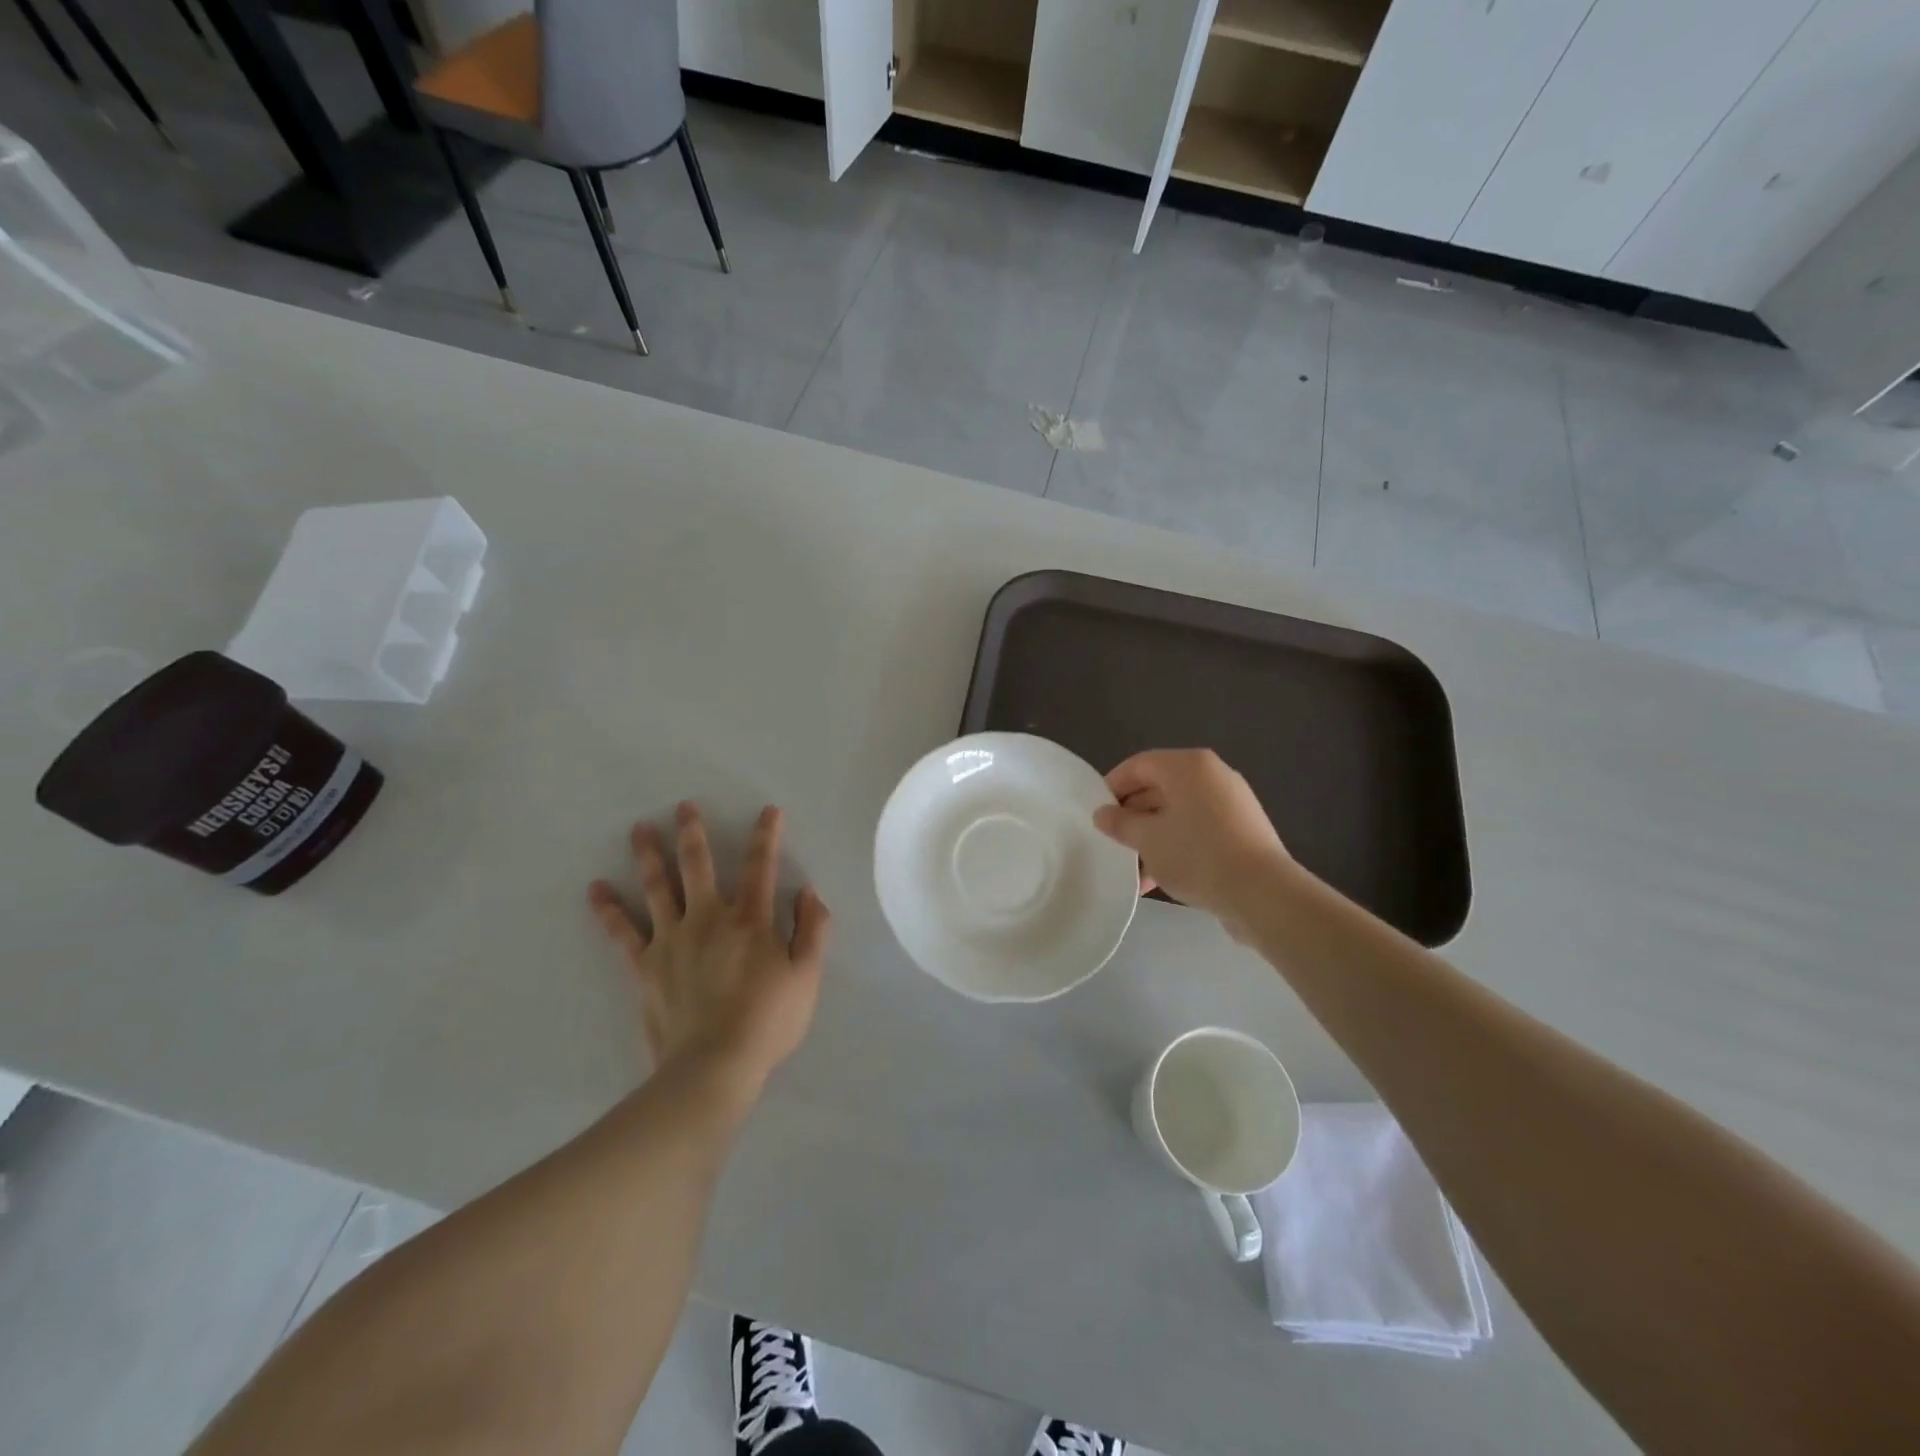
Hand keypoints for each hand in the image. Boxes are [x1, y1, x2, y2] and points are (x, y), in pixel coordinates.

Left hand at [588, 802, 829, 1096]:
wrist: (714, 1066)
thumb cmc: (768, 1021)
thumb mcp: (807, 977)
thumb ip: (812, 930)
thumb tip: (808, 892)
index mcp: (750, 919)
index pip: (760, 866)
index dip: (766, 836)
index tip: (768, 811)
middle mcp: (708, 918)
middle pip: (698, 866)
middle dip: (693, 833)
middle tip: (683, 807)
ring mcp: (671, 940)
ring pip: (657, 887)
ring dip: (648, 855)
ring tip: (639, 829)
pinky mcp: (645, 966)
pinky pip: (622, 932)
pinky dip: (608, 910)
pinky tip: (596, 890)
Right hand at [1093, 750, 1291, 933]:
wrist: (1262, 893)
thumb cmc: (1196, 855)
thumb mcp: (1147, 839)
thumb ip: (1120, 823)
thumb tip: (1102, 814)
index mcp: (1187, 766)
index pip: (1138, 765)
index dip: (1112, 787)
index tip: (1096, 814)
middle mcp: (1212, 775)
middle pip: (1159, 788)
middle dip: (1133, 817)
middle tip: (1112, 842)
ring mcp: (1231, 803)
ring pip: (1179, 813)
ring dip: (1153, 837)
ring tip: (1134, 870)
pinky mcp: (1243, 830)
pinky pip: (1199, 829)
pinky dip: (1177, 846)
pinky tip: (1160, 879)